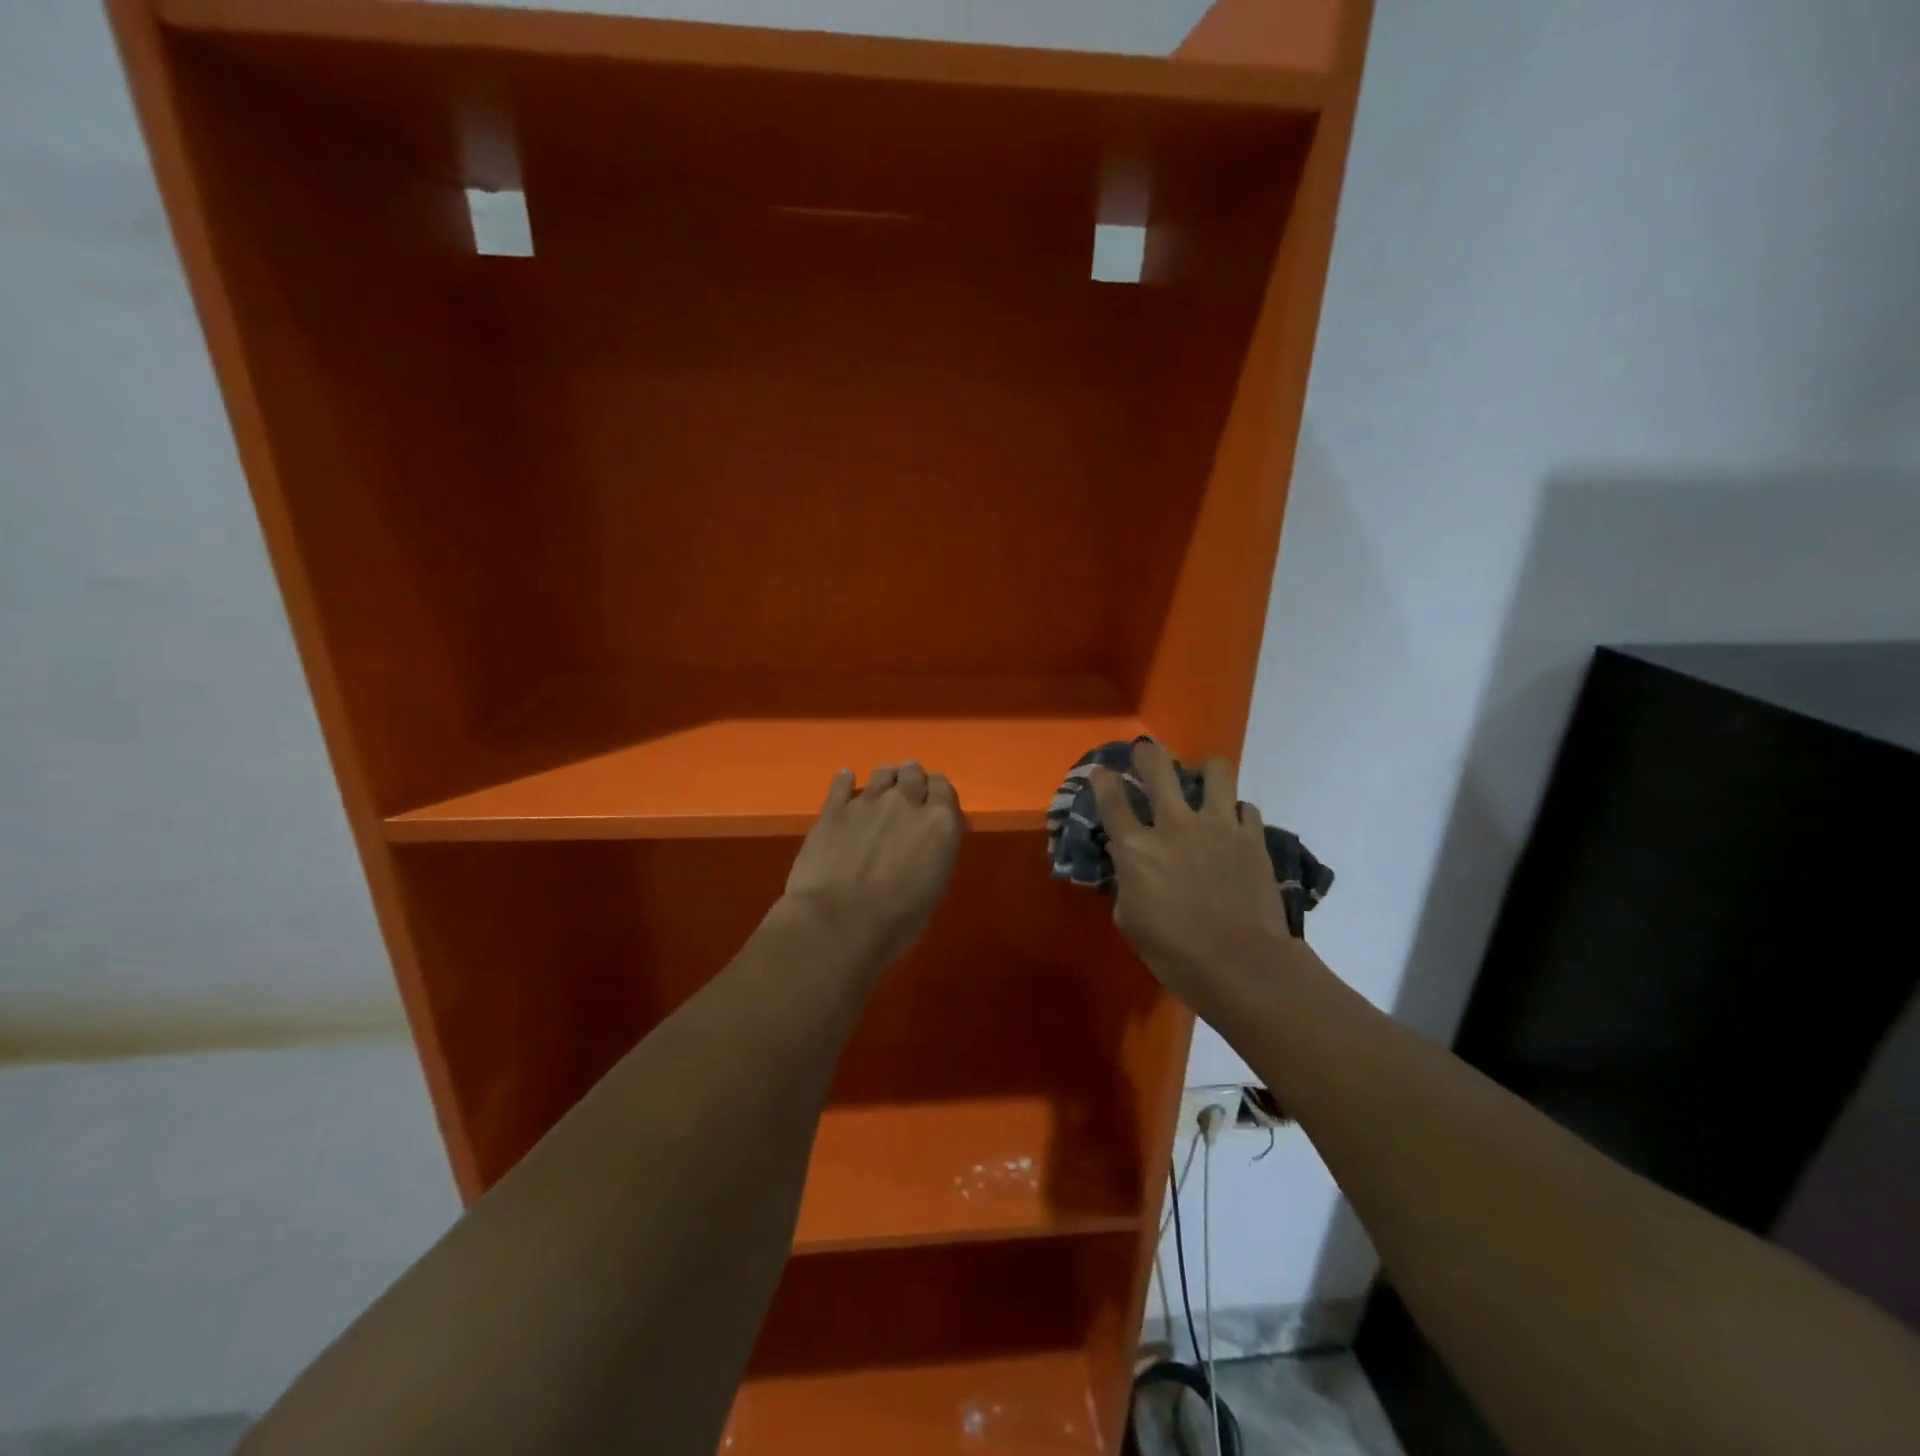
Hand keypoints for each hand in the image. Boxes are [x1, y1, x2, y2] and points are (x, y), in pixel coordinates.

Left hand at [782, 762, 963, 972]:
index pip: (944, 788)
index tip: (934, 802)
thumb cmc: (897, 920)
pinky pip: (841, 784)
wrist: (837, 924)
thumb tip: (929, 842)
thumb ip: (935, 853)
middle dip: (913, 780)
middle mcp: (905, 802)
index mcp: (939, 823)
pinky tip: (846, 779)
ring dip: (887, 777)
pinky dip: (846, 780)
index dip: (938, 792)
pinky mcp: (832, 810)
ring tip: (884, 785)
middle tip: (910, 793)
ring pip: (882, 773)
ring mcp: (866, 802)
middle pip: (913, 773)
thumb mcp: (934, 888)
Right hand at [1090, 743, 1291, 1004]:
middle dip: (1146, 754)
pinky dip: (1236, 812)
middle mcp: (1175, 825)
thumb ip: (1126, 881)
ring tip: (1202, 780)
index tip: (1100, 772)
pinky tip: (1233, 825)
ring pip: (1215, 771)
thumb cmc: (1175, 952)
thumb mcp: (1130, 920)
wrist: (1241, 965)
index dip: (1102, 779)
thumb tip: (1127, 861)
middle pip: (1157, 767)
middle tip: (1145, 754)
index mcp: (1136, 848)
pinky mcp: (1252, 837)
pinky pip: (1245, 807)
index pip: (1111, 799)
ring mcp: (1218, 826)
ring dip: (1204, 771)